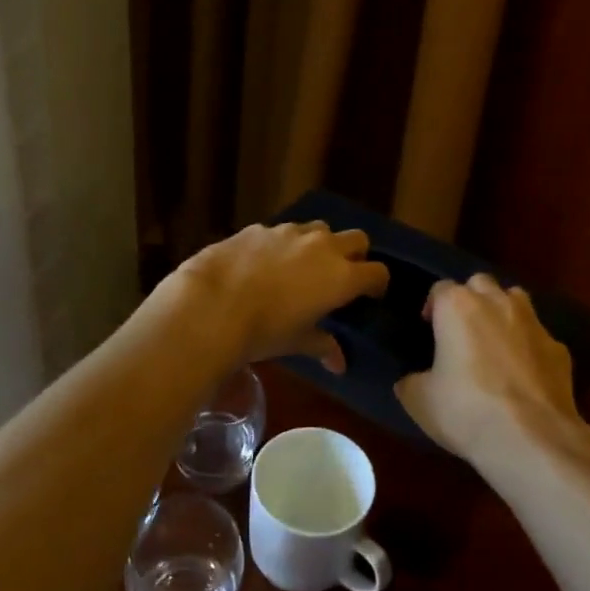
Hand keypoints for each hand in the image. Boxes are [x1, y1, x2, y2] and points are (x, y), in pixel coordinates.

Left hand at [161, 221, 388, 372]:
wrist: (211, 304)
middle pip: (357, 239)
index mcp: (341, 276)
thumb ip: (323, 345)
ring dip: (319, 245)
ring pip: (319, 229)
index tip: (369, 297)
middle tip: (340, 277)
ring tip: (301, 267)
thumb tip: (338, 363)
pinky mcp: (260, 227)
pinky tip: (264, 265)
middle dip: (355, 255)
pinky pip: (283, 231)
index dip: (377, 284)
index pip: (378, 272)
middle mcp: (322, 246)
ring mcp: (290, 231)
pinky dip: (283, 245)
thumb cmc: (263, 330)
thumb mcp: (296, 342)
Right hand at [395, 274, 582, 467]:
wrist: (532, 440)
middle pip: (480, 283)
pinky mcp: (560, 350)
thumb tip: (412, 379)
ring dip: (502, 312)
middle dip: (470, 299)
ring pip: (515, 299)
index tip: (428, 329)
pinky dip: (529, 347)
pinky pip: (539, 337)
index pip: (440, 288)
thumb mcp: (419, 400)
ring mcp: (533, 323)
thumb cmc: (466, 411)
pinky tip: (524, 374)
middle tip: (461, 330)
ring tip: (494, 342)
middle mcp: (497, 303)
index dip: (432, 307)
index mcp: (458, 307)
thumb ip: (411, 380)